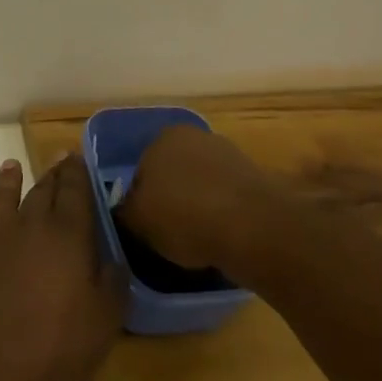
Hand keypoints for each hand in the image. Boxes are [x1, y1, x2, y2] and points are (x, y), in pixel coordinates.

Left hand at [0, 155, 126, 380]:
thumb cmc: (49, 343)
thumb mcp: (100, 325)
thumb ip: (112, 289)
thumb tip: (117, 263)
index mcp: (67, 238)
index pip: (75, 195)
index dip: (77, 174)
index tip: (77, 156)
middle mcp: (28, 228)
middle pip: (41, 193)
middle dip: (51, 176)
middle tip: (56, 159)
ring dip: (5, 183)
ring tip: (10, 165)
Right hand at [115, 124, 275, 270]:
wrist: (252, 227)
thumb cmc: (184, 215)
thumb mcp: (138, 220)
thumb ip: (125, 212)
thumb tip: (126, 212)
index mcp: (163, 137)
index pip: (141, 170)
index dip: (140, 201)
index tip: (145, 227)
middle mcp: (196, 137)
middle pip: (173, 174)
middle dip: (171, 200)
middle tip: (168, 235)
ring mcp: (229, 156)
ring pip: (202, 186)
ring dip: (198, 208)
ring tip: (197, 243)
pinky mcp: (255, 180)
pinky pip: (227, 200)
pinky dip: (222, 216)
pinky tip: (221, 240)